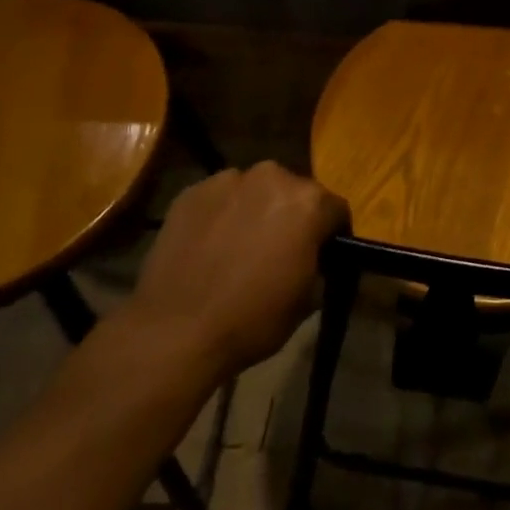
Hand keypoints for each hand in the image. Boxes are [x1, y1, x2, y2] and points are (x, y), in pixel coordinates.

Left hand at [126, 162, 349, 377]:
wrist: (174, 332)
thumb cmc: (251, 320)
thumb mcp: (306, 300)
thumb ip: (317, 264)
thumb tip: (311, 257)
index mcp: (308, 202)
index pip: (336, 209)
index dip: (332, 234)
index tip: (322, 255)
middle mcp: (272, 177)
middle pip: (294, 192)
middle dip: (291, 216)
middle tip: (278, 249)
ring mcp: (228, 180)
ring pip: (254, 191)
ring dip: (254, 210)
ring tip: (238, 245)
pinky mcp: (192, 191)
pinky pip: (219, 198)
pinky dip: (220, 214)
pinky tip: (208, 246)